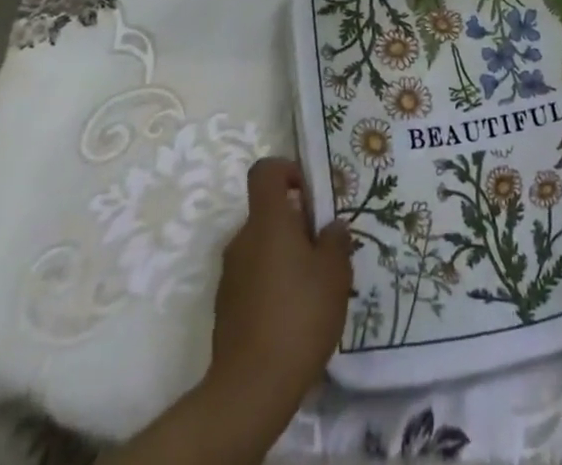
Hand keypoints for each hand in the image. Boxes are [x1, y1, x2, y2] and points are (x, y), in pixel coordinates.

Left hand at [203, 158, 352, 427]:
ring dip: (286, 258)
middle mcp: (242, 240)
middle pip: (268, 214)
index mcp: (267, 220)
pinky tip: (294, 317)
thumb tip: (331, 227)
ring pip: (262, 249)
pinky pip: (254, 280)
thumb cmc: (298, 315)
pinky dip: (273, 287)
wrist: (250, 389)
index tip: (310, 194)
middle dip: (297, 225)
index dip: (288, 171)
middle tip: (325, 252)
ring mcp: (230, 276)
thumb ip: (336, 240)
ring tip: (314, 290)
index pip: (265, 171)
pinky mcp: (226, 309)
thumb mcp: (335, 273)